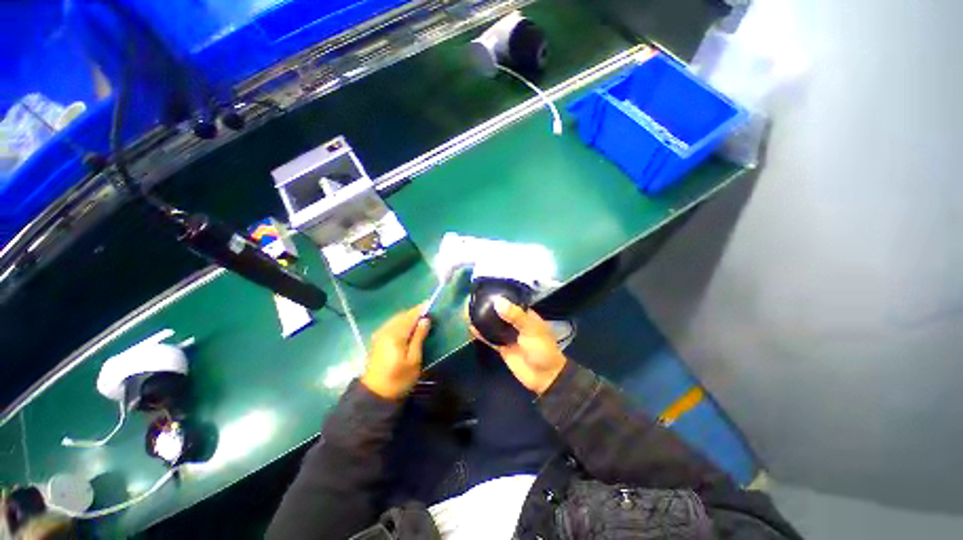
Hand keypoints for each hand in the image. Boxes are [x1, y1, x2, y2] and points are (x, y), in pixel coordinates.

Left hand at [361, 306, 431, 399]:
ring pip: (396, 319)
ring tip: (420, 319)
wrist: (375, 395)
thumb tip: (425, 320)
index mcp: (395, 334)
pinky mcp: (377, 340)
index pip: (410, 316)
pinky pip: (391, 324)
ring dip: (408, 317)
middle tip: (428, 313)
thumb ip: (419, 337)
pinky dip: (401, 322)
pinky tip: (407, 328)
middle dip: (414, 312)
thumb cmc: (399, 379)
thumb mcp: (414, 360)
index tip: (430, 304)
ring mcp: (379, 335)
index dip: (420, 309)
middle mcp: (385, 330)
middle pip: (402, 315)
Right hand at [469, 297, 566, 394]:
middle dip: (490, 307)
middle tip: (474, 299)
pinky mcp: (503, 348)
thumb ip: (515, 315)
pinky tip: (472, 328)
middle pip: (501, 313)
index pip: (512, 302)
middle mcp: (516, 323)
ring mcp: (509, 336)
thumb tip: (498, 301)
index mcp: (526, 316)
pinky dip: (482, 334)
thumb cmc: (542, 349)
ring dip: (484, 320)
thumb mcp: (531, 329)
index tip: (487, 289)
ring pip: (494, 325)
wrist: (544, 377)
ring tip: (470, 311)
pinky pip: (491, 339)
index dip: (501, 296)